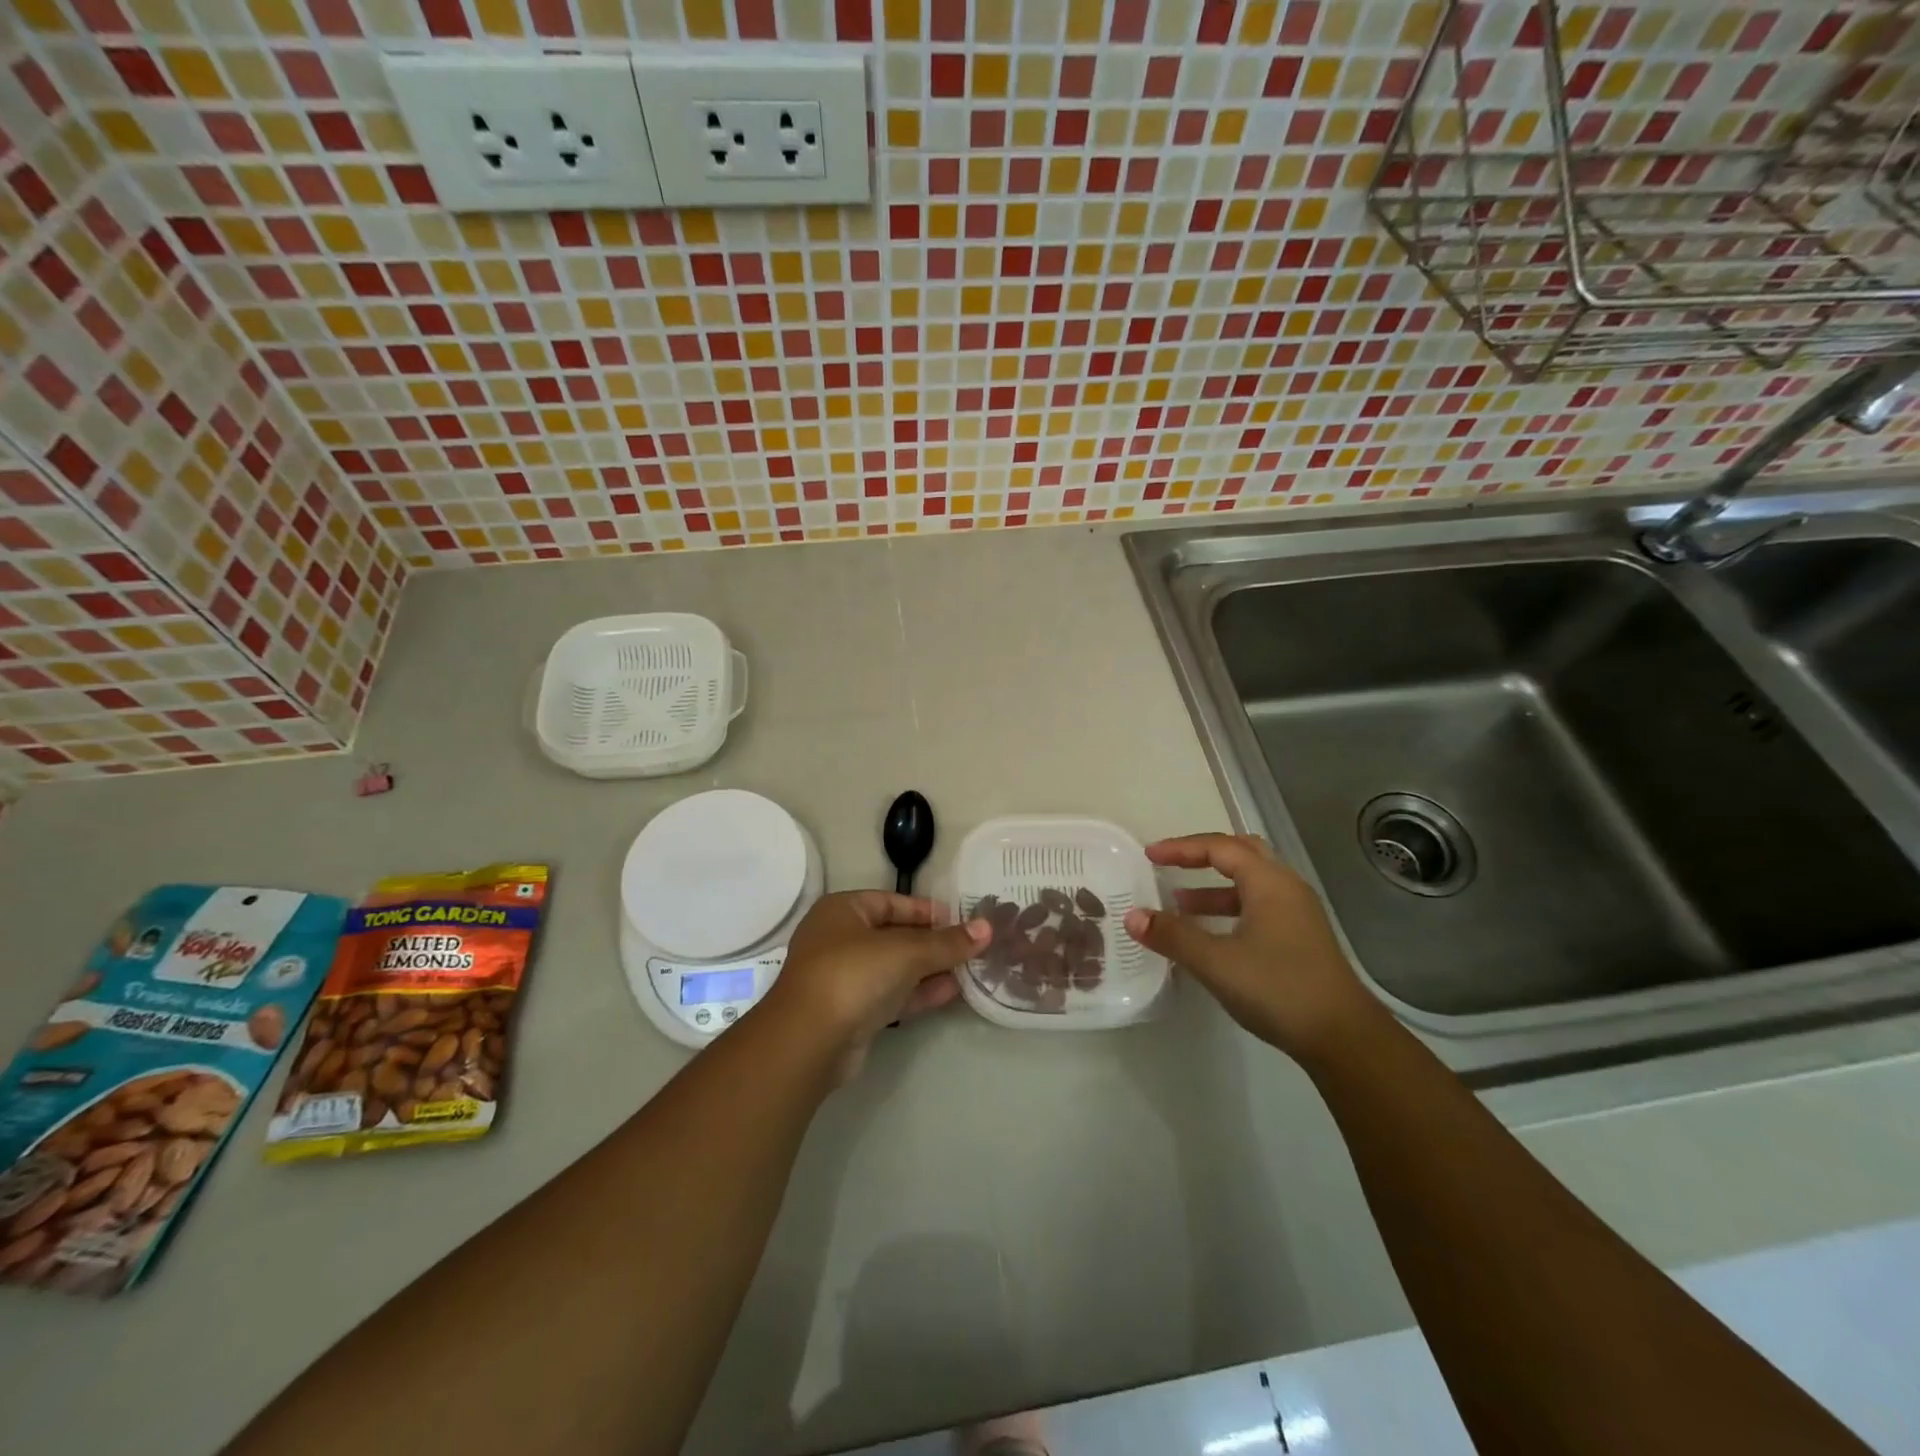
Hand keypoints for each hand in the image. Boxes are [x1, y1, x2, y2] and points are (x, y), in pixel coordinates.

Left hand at [761, 891, 987, 1080]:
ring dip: (930, 969)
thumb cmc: (853, 974)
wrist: (809, 1041)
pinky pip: (892, 994)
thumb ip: (947, 942)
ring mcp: (844, 978)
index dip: (926, 910)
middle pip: (894, 935)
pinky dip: (919, 992)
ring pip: (895, 967)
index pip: (891, 902)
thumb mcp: (906, 951)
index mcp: (842, 910)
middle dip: (933, 942)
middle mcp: (839, 939)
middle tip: (971, 946)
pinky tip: (953, 992)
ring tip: (970, 969)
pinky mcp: (852, 1012)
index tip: (961, 920)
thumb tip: (987, 928)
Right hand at [1122, 833, 1379, 1061]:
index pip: (1219, 847)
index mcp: (1269, 882)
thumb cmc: (1278, 989)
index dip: (1181, 848)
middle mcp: (1286, 888)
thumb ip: (1173, 936)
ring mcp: (1297, 913)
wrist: (1344, 1038)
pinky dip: (1229, 908)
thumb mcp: (1216, 962)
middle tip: (1170, 864)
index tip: (1149, 855)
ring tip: (1180, 903)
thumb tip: (1133, 916)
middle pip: (1241, 853)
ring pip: (1251, 882)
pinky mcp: (1301, 938)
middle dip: (1202, 856)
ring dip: (1214, 886)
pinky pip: (1258, 905)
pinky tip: (1211, 934)